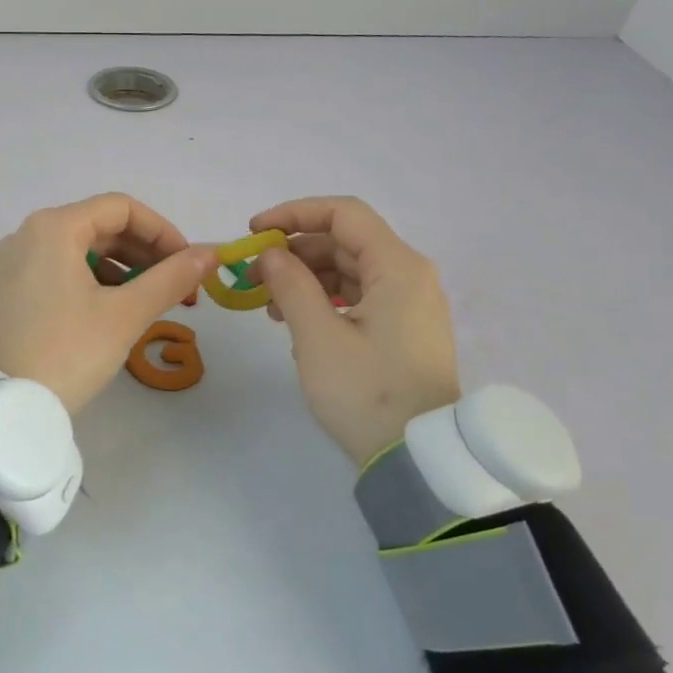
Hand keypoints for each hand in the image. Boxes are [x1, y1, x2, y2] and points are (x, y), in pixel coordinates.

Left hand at [0, 194, 216, 414]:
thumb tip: (211, 252)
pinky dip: (93, 281)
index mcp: (54, 227)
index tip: (188, 263)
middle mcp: (29, 234)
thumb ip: (171, 278)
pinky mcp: (9, 290)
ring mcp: (14, 262)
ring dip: (121, 267)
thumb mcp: (125, 315)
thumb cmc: (66, 352)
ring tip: (149, 301)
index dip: (162, 231)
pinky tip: (112, 310)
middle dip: (144, 251)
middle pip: (100, 226)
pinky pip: (60, 270)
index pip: (121, 208)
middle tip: (177, 285)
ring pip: (80, 249)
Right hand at [248, 196, 460, 467]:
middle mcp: (409, 275)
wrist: (419, 460)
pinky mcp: (404, 329)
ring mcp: (410, 303)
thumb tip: (271, 254)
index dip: (294, 213)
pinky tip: (297, 322)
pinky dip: (325, 299)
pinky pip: (360, 296)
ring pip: (350, 269)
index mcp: (397, 267)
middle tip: (254, 275)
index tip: (254, 231)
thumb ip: (290, 284)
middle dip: (296, 251)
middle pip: (345, 241)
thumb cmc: (367, 392)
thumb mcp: (318, 337)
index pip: (343, 214)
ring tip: (269, 305)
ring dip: (306, 277)